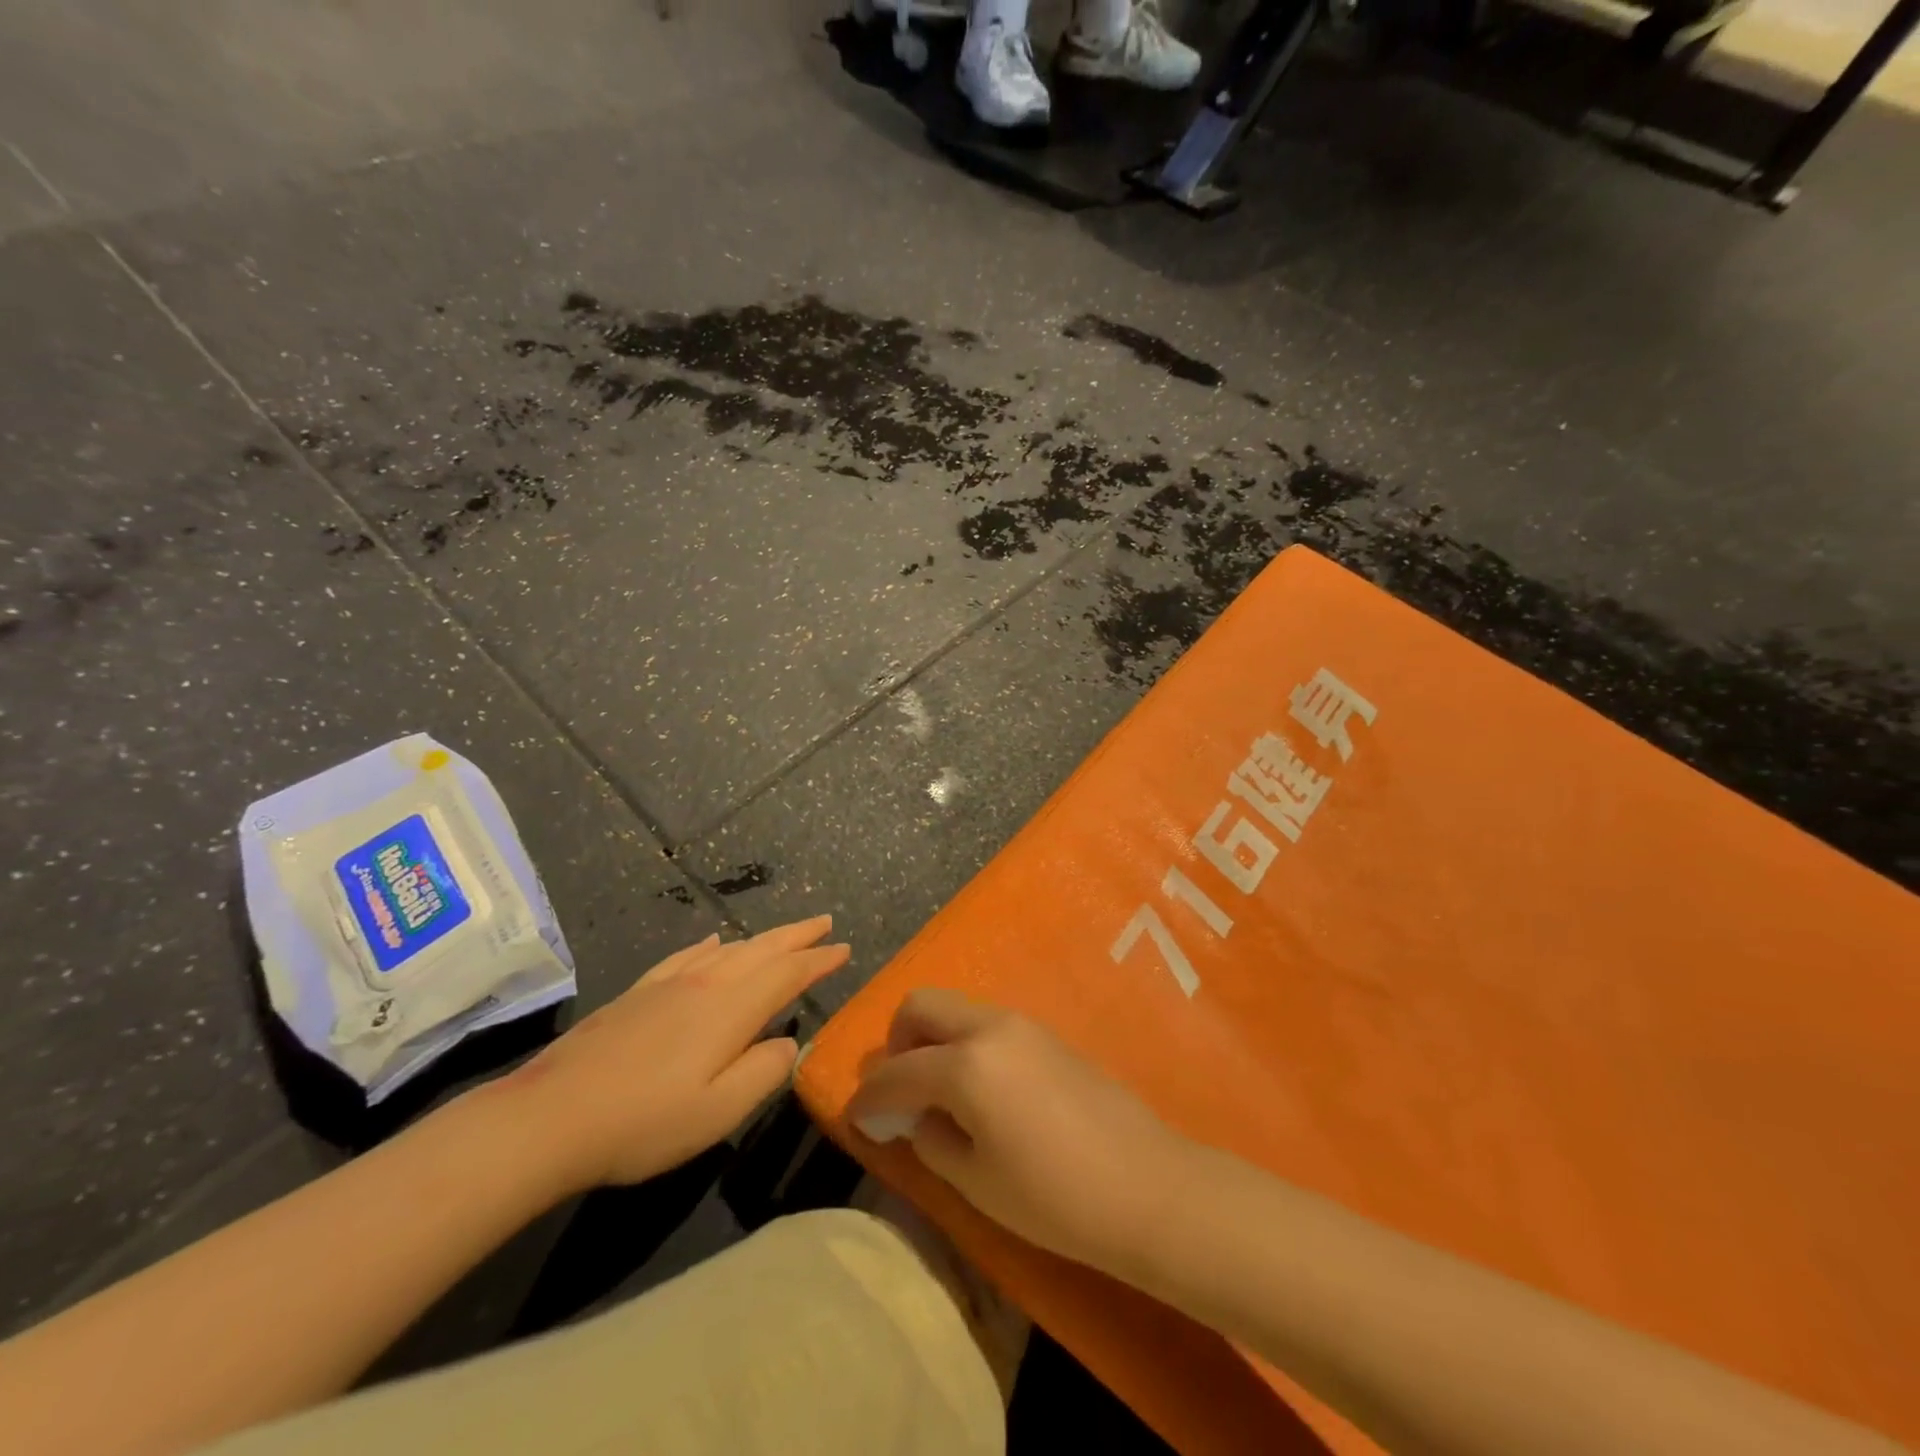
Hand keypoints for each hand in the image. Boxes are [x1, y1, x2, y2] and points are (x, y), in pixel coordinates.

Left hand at [494, 917, 848, 1192]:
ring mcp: (668, 984)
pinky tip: (714, 942)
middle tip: (824, 922)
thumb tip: (786, 1042)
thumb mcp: (719, 1112)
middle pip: (762, 948)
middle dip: (797, 935)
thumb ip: (764, 1072)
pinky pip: (687, 955)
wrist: (550, 1117)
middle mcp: (705, 983)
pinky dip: (710, 945)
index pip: (788, 973)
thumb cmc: (644, 1122)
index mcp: (731, 1008)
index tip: (844, 948)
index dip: (819, 960)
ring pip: (729, 949)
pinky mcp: (638, 993)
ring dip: (762, 938)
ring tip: (782, 934)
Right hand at [845, 989, 1189, 1278]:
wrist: (1145, 1185)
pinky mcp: (1045, 1033)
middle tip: (899, 1091)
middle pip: (921, 1006)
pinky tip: (978, 1090)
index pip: (896, 1071)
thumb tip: (913, 1116)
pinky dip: (964, 1043)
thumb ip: (931, 1138)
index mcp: (965, 1064)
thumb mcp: (976, 1181)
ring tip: (938, 1094)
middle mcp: (989, 1027)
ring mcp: (1022, 1024)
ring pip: (956, 1009)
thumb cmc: (1054, 1197)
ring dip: (933, 1039)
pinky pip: (986, 1023)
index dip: (868, 1097)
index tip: (856, 1119)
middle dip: (897, 1042)